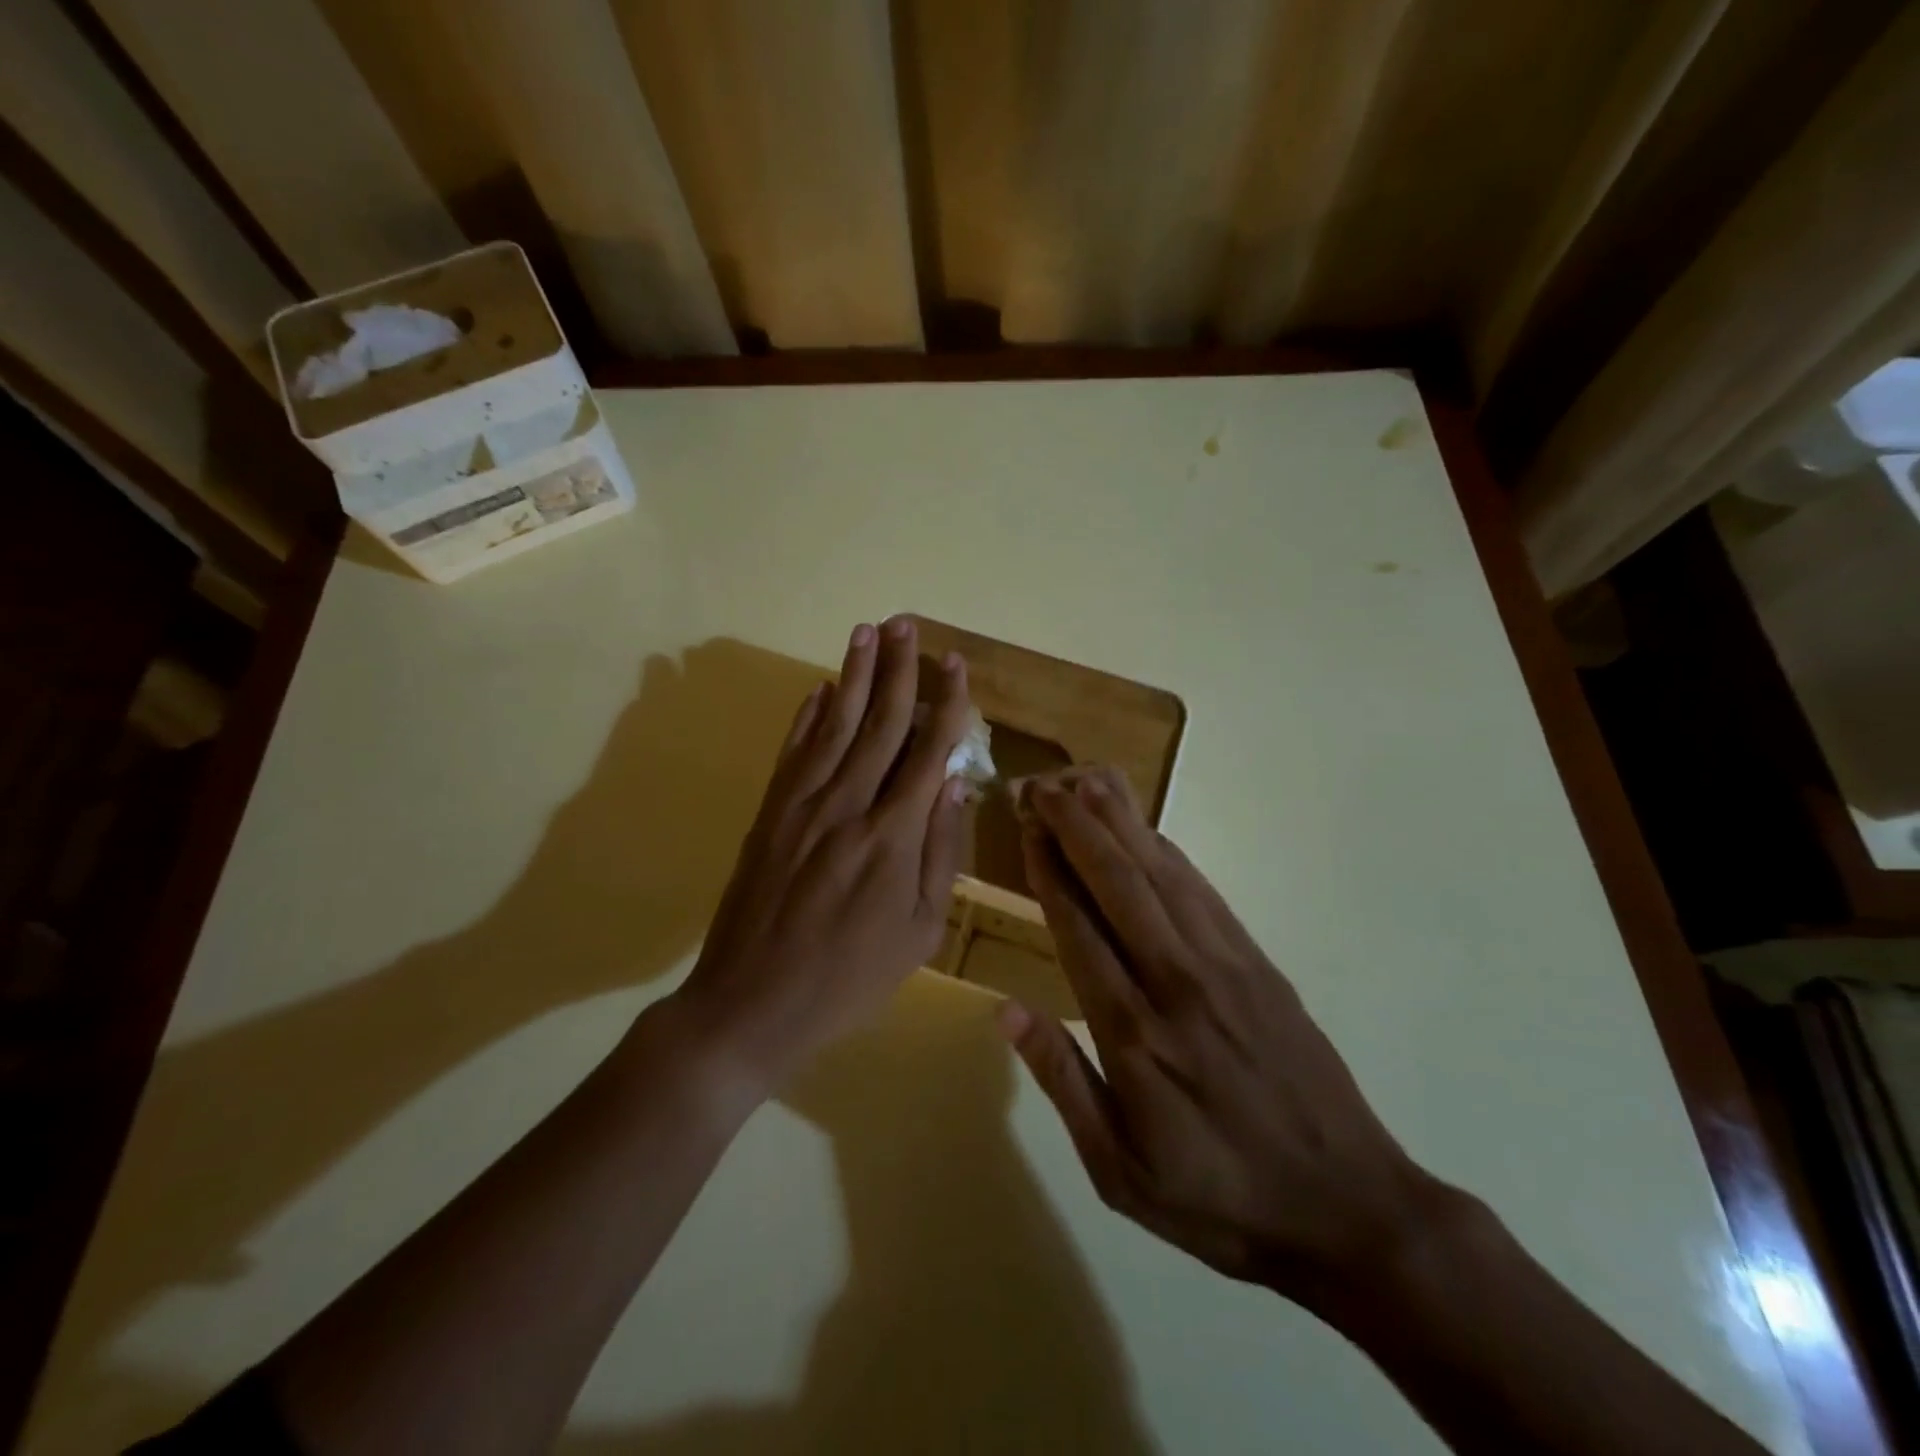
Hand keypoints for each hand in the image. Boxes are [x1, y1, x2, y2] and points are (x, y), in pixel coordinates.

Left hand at [673, 618, 972, 1093]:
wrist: (752, 1003)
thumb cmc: (850, 977)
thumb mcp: (919, 931)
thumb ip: (940, 852)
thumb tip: (952, 782)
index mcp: (892, 836)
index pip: (926, 751)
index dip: (945, 704)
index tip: (956, 664)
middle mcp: (847, 804)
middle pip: (878, 722)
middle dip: (897, 669)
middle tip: (906, 623)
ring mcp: (801, 805)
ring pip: (833, 724)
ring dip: (851, 675)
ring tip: (866, 631)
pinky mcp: (768, 813)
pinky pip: (793, 751)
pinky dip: (807, 715)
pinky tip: (819, 688)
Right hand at [999, 767, 1442, 1302]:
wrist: (1348, 1207)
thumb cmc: (1218, 1198)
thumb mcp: (1119, 1171)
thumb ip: (1062, 1083)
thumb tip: (1006, 1011)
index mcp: (1133, 1033)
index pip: (1078, 927)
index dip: (1049, 869)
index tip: (1026, 826)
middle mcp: (1175, 981)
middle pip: (1118, 882)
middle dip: (1077, 826)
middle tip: (1044, 784)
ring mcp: (1224, 965)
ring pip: (1162, 874)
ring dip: (1122, 824)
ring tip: (1088, 782)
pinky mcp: (1259, 964)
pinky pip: (1204, 893)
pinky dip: (1170, 854)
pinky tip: (1150, 831)